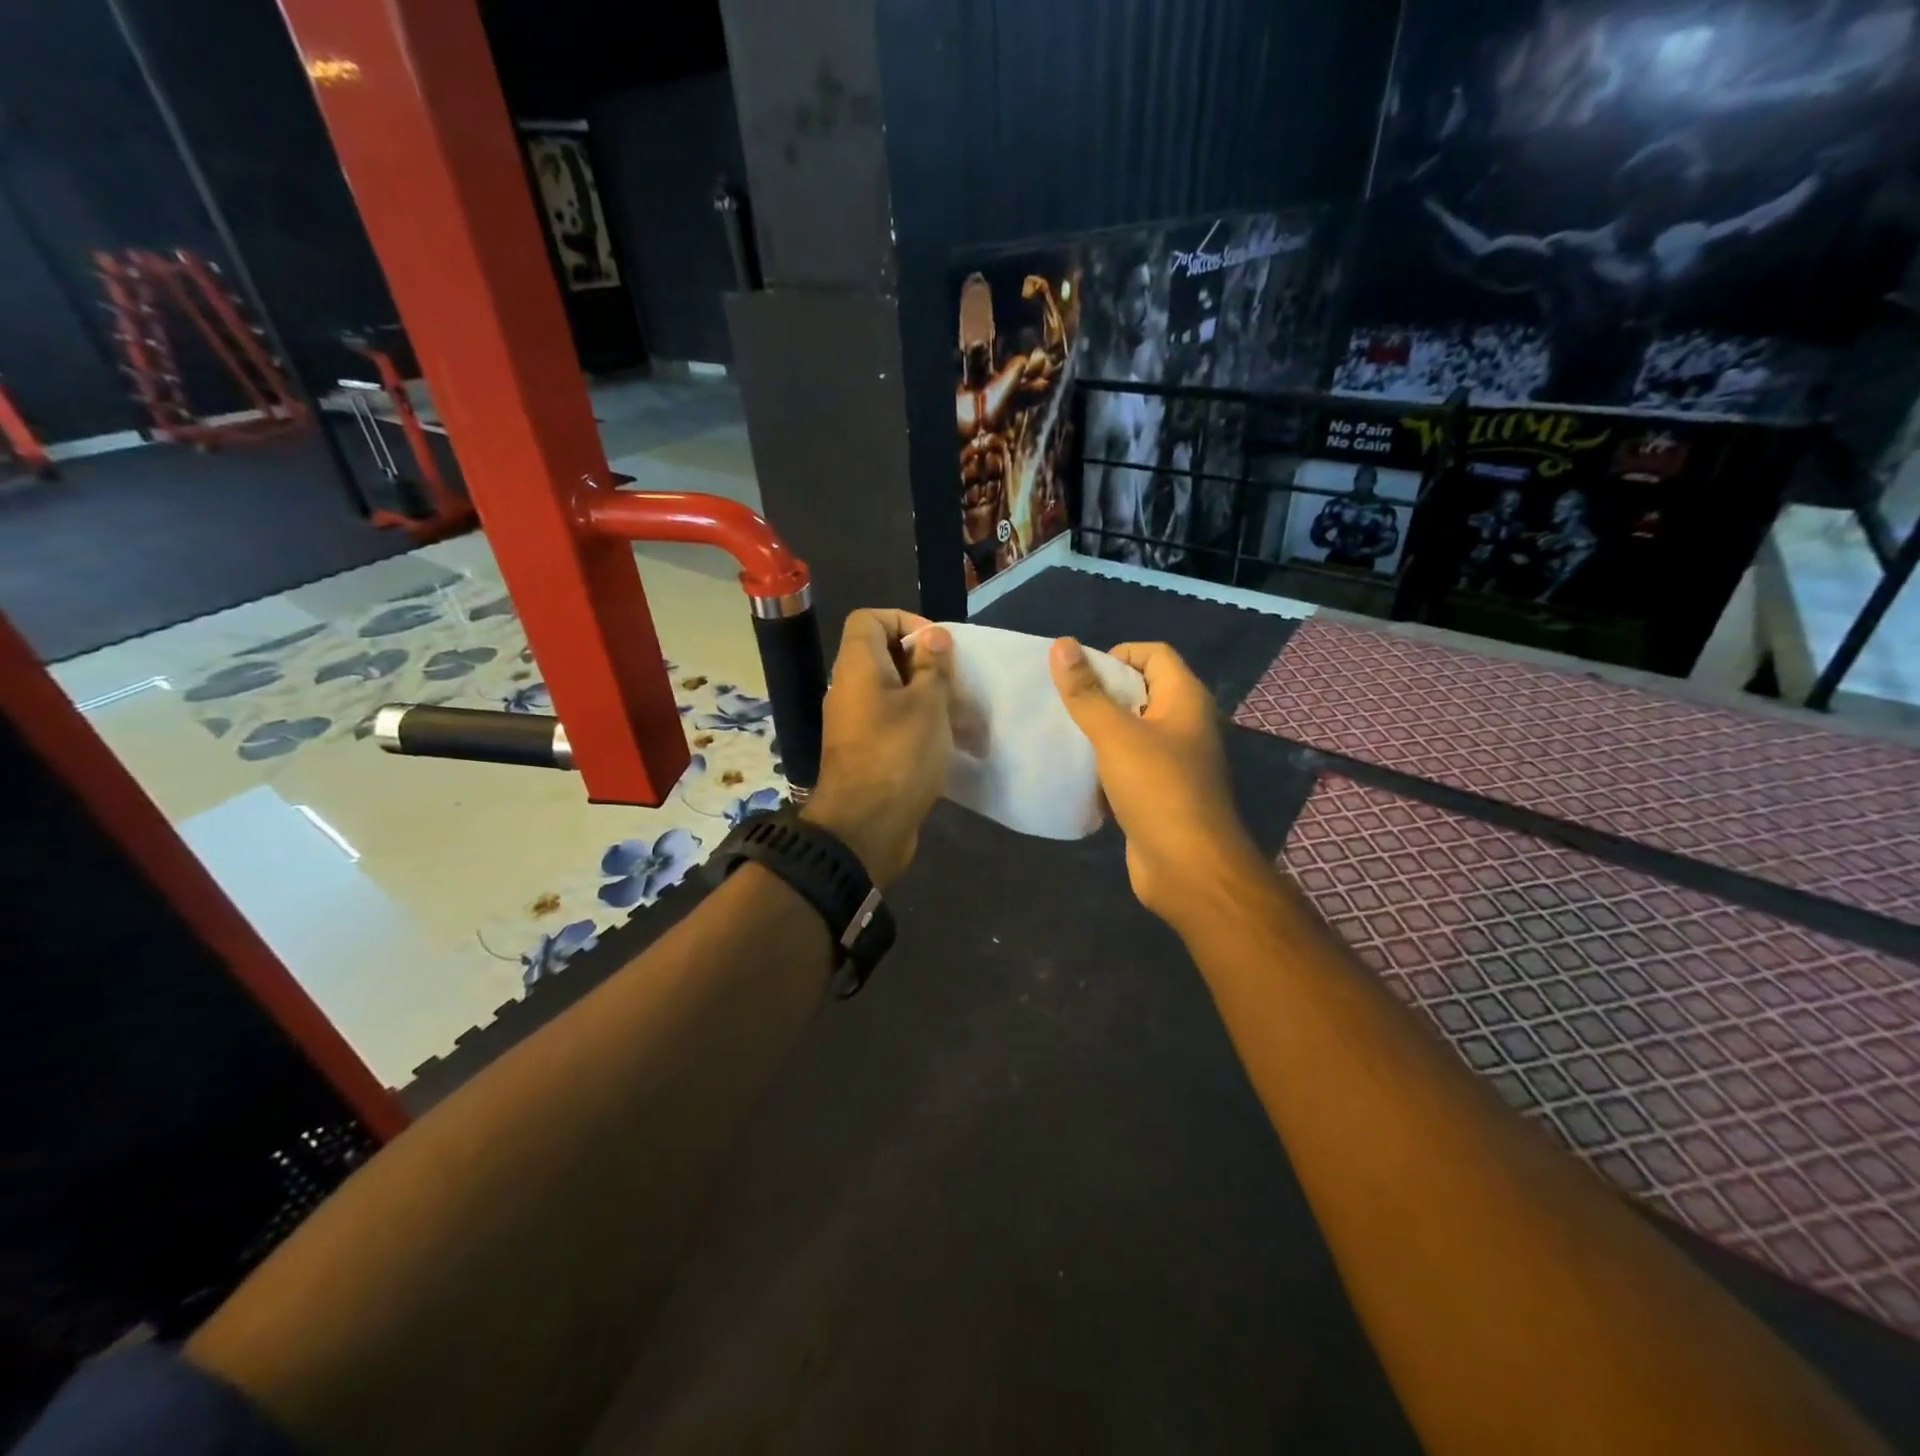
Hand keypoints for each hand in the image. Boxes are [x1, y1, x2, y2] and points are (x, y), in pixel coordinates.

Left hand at [802, 609, 953, 887]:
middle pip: (883, 655)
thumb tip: (933, 637)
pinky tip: (945, 742)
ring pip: (891, 692)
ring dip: (925, 697)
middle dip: (923, 663)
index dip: (905, 621)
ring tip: (958, 714)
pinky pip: (890, 722)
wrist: (864, 828)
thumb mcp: (927, 704)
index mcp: (857, 667)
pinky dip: (916, 724)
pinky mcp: (864, 751)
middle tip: (954, 682)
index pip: (869, 618)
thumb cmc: (898, 755)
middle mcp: (849, 688)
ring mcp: (854, 722)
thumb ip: (933, 666)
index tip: (937, 646)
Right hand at [1049, 638, 1265, 933]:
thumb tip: (1061, 644)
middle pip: (1140, 691)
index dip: (1116, 655)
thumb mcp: (1115, 734)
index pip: (1153, 654)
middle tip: (1061, 702)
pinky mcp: (1158, 793)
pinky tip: (1075, 771)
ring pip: (1131, 731)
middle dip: (1100, 693)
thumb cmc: (1156, 789)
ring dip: (1098, 730)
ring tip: (1061, 733)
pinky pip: (1127, 765)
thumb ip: (1086, 692)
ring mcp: (1173, 761)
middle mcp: (1184, 724)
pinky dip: (1103, 763)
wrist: (1187, 868)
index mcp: (1184, 699)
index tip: (1079, 674)